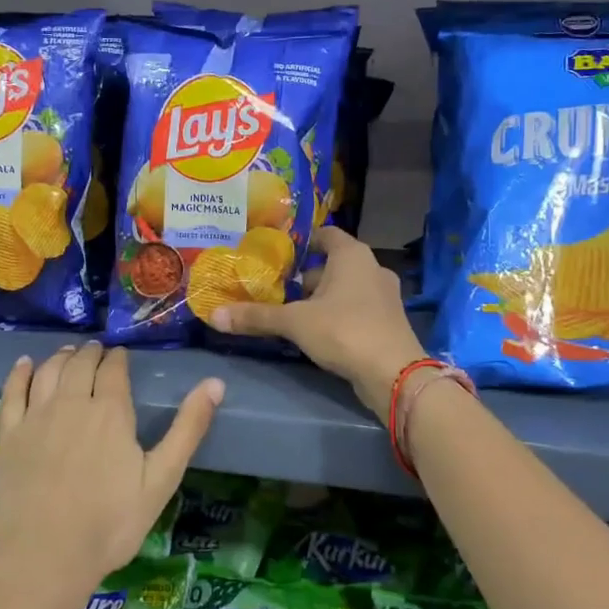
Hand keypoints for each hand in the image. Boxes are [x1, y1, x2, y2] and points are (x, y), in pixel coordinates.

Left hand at [0, 342, 221, 608]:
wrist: (42, 558)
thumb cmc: (109, 523)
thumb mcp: (161, 479)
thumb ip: (188, 429)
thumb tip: (215, 383)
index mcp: (110, 411)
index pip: (113, 369)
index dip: (118, 358)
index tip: (122, 354)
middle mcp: (71, 403)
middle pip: (80, 364)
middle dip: (91, 353)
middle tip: (98, 350)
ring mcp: (36, 418)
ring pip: (48, 372)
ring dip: (61, 356)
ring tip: (70, 352)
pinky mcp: (9, 436)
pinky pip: (12, 393)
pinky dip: (20, 373)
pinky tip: (24, 364)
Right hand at [210, 227, 424, 424]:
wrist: (395, 374)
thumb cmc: (344, 331)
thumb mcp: (295, 322)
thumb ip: (256, 316)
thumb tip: (214, 315)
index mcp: (352, 254)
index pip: (324, 234)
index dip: (300, 242)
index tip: (276, 255)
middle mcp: (372, 268)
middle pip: (332, 263)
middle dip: (304, 276)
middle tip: (275, 289)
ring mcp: (384, 296)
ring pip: (345, 288)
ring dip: (321, 298)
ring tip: (291, 313)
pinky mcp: (388, 321)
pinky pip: (356, 309)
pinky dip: (337, 315)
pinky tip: (317, 333)